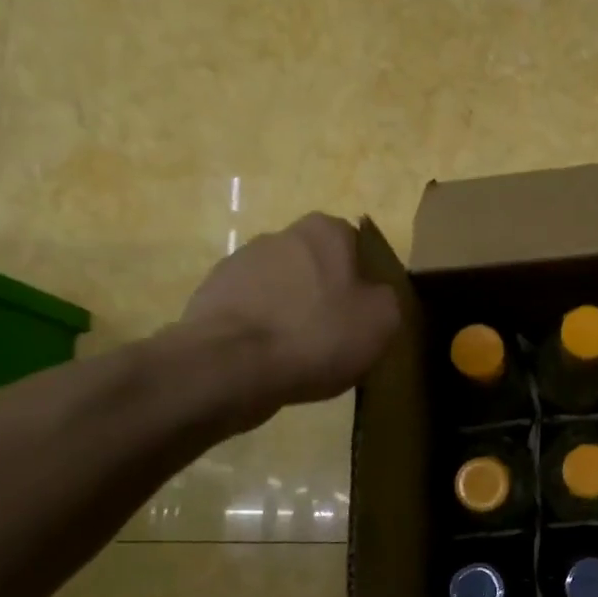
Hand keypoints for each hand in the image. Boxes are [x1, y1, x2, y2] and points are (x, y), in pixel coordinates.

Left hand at [178, 213, 400, 411]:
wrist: (231, 365)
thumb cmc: (317, 335)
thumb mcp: (381, 320)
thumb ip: (386, 298)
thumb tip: (374, 295)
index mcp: (324, 231)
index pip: (354, 244)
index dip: (363, 278)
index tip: (366, 312)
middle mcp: (278, 235)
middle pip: (315, 265)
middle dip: (324, 293)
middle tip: (337, 334)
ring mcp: (238, 264)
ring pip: (281, 288)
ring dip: (291, 312)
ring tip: (301, 355)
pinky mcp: (211, 296)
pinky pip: (251, 313)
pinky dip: (263, 331)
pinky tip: (271, 361)